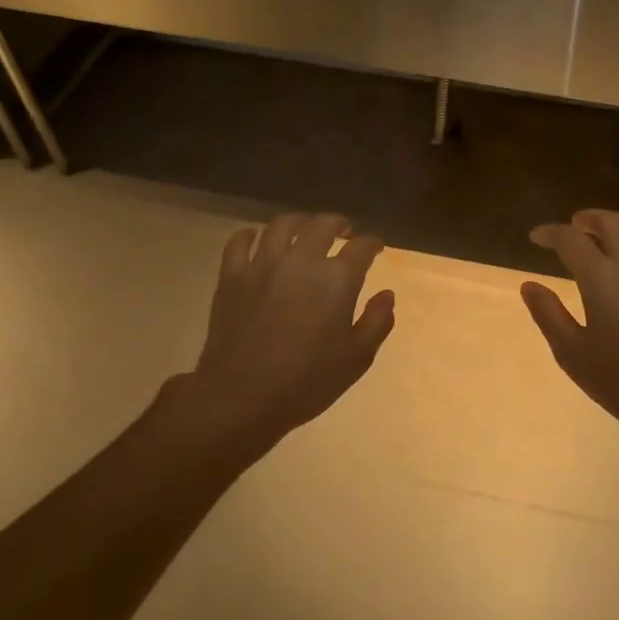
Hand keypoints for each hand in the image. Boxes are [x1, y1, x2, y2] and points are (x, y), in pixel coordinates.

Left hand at [189, 213, 395, 445]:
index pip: (361, 247)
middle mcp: (300, 260)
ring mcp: (262, 265)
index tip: (376, 248)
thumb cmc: (307, 381)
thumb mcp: (357, 358)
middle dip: (338, 224)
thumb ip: (377, 321)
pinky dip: (251, 234)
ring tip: (304, 230)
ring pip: (281, 225)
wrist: (242, 396)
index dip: (372, 244)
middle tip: (343, 230)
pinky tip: (258, 239)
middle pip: (321, 225)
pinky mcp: (231, 276)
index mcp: (336, 279)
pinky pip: (239, 242)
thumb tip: (387, 294)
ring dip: (298, 222)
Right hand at [521, 210, 618, 451]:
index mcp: (603, 277)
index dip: (551, 233)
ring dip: (618, 224)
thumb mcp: (572, 353)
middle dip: (589, 218)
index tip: (536, 237)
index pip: (572, 240)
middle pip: (613, 224)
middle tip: (573, 224)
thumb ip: (548, 314)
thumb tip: (529, 286)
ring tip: (603, 232)